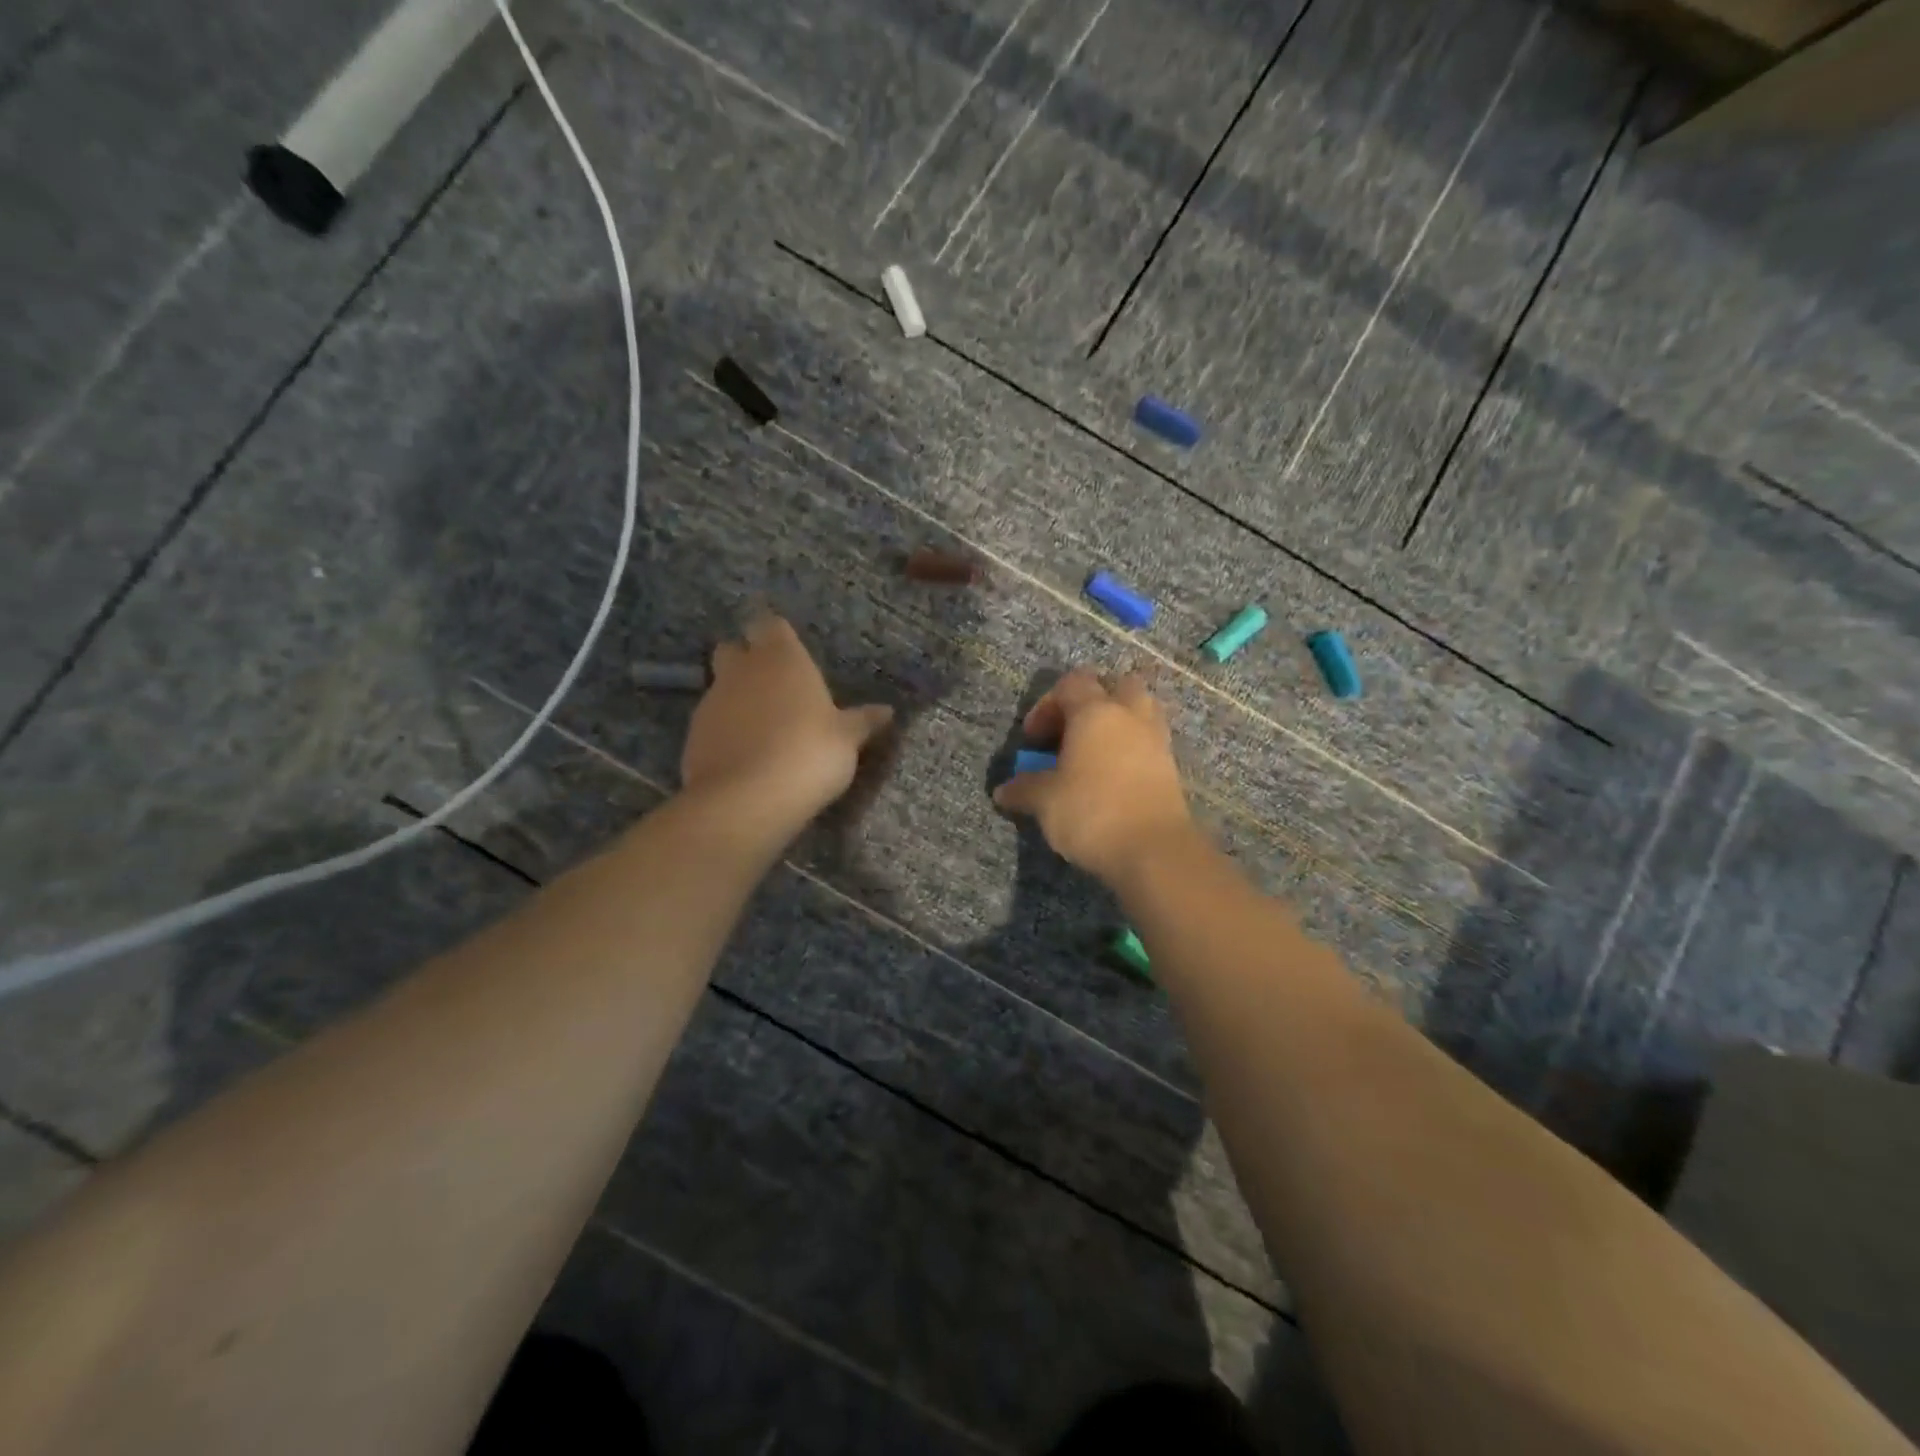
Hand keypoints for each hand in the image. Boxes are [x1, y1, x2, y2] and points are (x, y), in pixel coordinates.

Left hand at [681, 614, 893, 834]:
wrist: (747, 800)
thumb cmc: (809, 754)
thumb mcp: (847, 740)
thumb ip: (862, 721)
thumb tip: (887, 711)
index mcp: (781, 658)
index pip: (769, 624)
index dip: (776, 637)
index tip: (790, 653)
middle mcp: (741, 670)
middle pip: (734, 649)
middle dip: (747, 661)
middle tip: (774, 688)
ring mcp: (711, 702)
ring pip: (720, 687)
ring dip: (737, 700)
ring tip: (763, 730)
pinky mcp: (693, 736)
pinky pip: (712, 723)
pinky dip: (725, 732)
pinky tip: (745, 757)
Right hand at [991, 669, 1195, 884]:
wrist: (1155, 850)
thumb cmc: (1092, 812)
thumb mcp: (1045, 801)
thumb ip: (1024, 788)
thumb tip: (1004, 790)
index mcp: (1095, 712)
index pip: (1071, 683)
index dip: (1046, 705)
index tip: (1033, 740)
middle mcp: (1130, 716)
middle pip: (1116, 685)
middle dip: (1093, 702)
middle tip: (1071, 733)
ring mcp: (1156, 740)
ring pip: (1139, 711)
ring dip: (1117, 724)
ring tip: (1094, 755)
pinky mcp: (1171, 767)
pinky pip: (1149, 742)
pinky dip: (1131, 749)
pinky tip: (1113, 777)